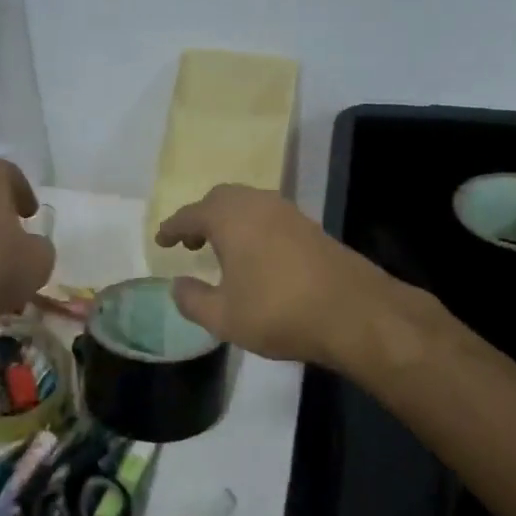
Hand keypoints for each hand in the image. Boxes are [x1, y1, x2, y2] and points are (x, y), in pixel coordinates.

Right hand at [155, 185, 403, 368]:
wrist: (355, 312)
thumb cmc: (278, 312)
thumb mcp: (223, 317)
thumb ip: (192, 300)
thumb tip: (177, 285)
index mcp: (230, 218)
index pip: (190, 214)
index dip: (172, 227)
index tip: (161, 241)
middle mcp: (257, 204)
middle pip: (221, 199)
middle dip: (201, 217)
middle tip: (190, 243)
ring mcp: (288, 212)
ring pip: (248, 204)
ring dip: (229, 221)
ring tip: (221, 250)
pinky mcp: (311, 227)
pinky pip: (269, 216)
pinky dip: (252, 228)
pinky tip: (256, 256)